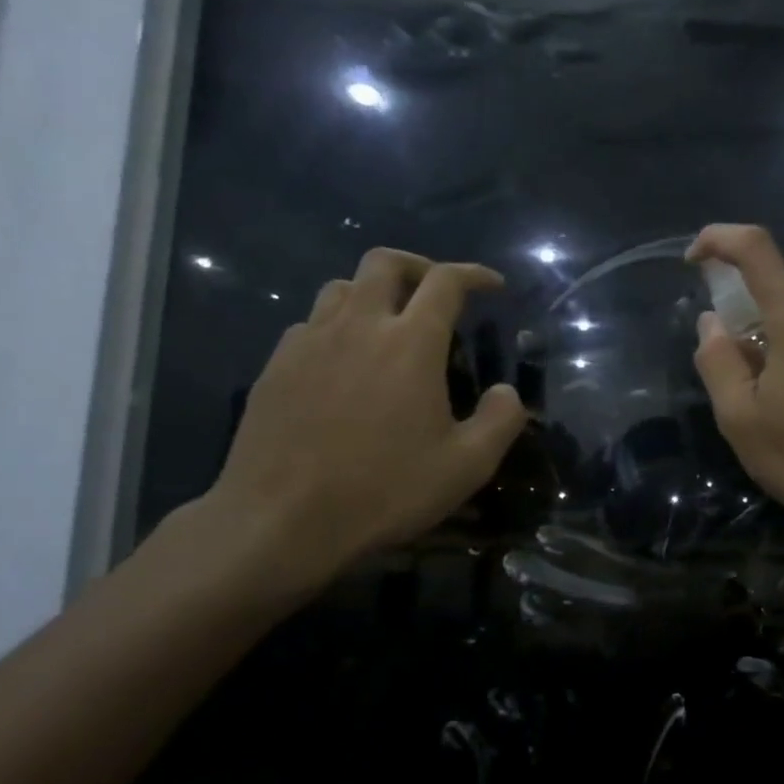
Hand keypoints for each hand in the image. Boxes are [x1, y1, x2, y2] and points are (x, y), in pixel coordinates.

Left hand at [204, 247, 526, 589]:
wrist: (280, 521)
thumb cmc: (384, 491)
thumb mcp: (467, 466)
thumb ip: (501, 420)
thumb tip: (507, 392)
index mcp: (411, 343)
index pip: (446, 282)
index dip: (475, 274)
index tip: (492, 285)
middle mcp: (359, 326)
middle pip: (384, 262)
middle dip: (418, 266)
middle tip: (437, 291)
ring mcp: (310, 342)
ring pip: (341, 287)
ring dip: (373, 292)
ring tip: (390, 322)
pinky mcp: (276, 366)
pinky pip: (310, 323)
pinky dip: (337, 325)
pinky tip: (344, 361)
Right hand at [688, 225, 783, 555]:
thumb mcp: (742, 419)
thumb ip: (717, 361)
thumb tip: (712, 321)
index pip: (756, 249)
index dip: (718, 240)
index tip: (693, 260)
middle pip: (775, 291)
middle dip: (743, 318)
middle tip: (734, 377)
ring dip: (771, 341)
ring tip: (770, 402)